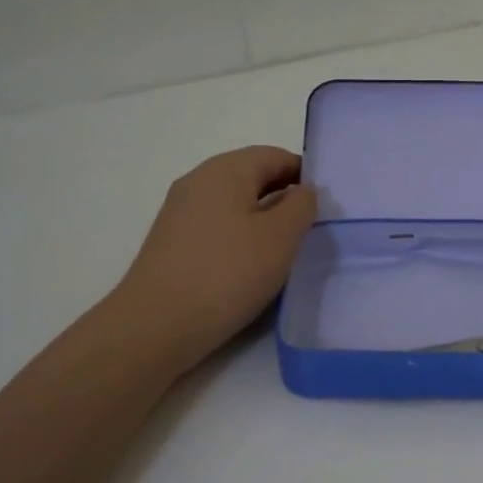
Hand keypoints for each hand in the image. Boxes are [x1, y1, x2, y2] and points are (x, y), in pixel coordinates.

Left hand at [114, 146, 317, 367]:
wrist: (156, 326)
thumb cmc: (227, 274)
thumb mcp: (280, 237)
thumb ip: (301, 205)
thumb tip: (302, 191)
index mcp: (225, 169)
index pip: (275, 156)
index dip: (305, 175)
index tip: (327, 206)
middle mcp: (198, 181)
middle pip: (253, 177)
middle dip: (285, 198)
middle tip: (312, 231)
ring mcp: (181, 212)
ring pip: (235, 205)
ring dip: (264, 222)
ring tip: (285, 253)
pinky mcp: (173, 243)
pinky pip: (218, 228)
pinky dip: (241, 240)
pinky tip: (251, 269)